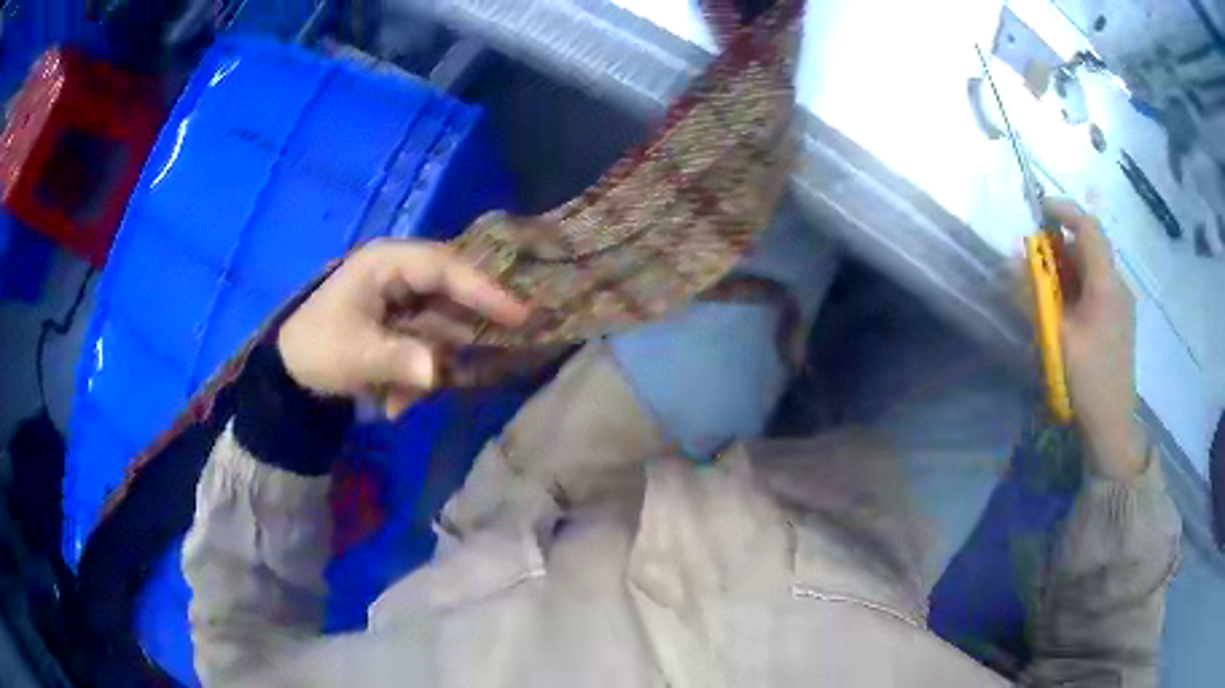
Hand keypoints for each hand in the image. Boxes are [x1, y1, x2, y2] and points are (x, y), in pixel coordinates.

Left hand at [277, 240, 527, 414]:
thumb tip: (435, 371)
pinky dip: (418, 373)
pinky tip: (393, 402)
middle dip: (469, 324)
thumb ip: (396, 359)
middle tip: (511, 342)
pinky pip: (427, 343)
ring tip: (410, 395)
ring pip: (441, 323)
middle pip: (452, 291)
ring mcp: (402, 298)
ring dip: (436, 361)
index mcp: (386, 262)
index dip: (483, 290)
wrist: (290, 370)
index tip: (518, 314)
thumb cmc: (317, 348)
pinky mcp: (401, 324)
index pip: (444, 267)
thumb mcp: (353, 354)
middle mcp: (400, 272)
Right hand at [1046, 199, 1143, 479]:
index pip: (1088, 227)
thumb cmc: (1087, 381)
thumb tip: (1010, 265)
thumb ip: (1033, 297)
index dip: (1064, 211)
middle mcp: (1118, 286)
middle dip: (1059, 248)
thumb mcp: (1056, 339)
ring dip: (1066, 271)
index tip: (1038, 211)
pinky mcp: (1118, 323)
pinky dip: (1076, 290)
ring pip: (1091, 270)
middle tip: (1034, 266)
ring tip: (1045, 295)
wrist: (1112, 426)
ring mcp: (1121, 306)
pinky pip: (1096, 291)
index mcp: (1107, 284)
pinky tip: (1064, 315)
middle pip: (1088, 248)